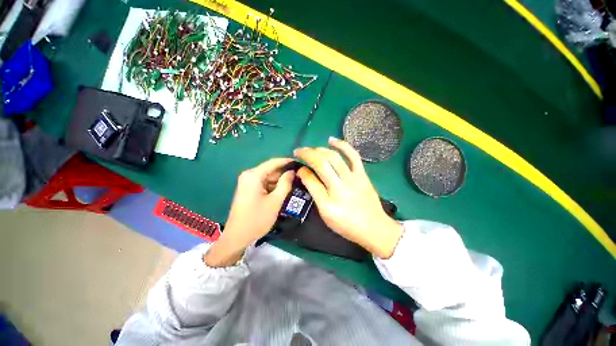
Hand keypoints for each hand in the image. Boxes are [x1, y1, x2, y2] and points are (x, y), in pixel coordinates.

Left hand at [204, 158, 294, 266]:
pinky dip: (274, 186)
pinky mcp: (249, 189)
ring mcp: (248, 182)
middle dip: (285, 173)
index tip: (300, 162)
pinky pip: (264, 183)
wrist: (237, 237)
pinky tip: (283, 191)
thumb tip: (292, 171)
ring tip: (295, 183)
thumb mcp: (275, 201)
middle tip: (300, 176)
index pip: (274, 162)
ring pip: (268, 177)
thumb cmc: (257, 219)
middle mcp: (249, 175)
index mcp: (253, 175)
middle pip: (271, 169)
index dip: (287, 161)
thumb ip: (285, 183)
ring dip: (280, 181)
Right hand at [294, 138, 402, 258]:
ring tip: (311, 149)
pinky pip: (353, 155)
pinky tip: (332, 140)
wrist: (374, 227)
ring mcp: (354, 177)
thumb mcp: (325, 212)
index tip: (297, 167)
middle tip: (299, 151)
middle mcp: (342, 184)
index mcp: (331, 197)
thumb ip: (314, 191)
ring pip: (334, 157)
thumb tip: (303, 172)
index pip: (312, 177)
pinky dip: (342, 145)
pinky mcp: (362, 174)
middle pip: (322, 162)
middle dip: (308, 154)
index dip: (302, 169)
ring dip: (320, 149)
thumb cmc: (347, 224)